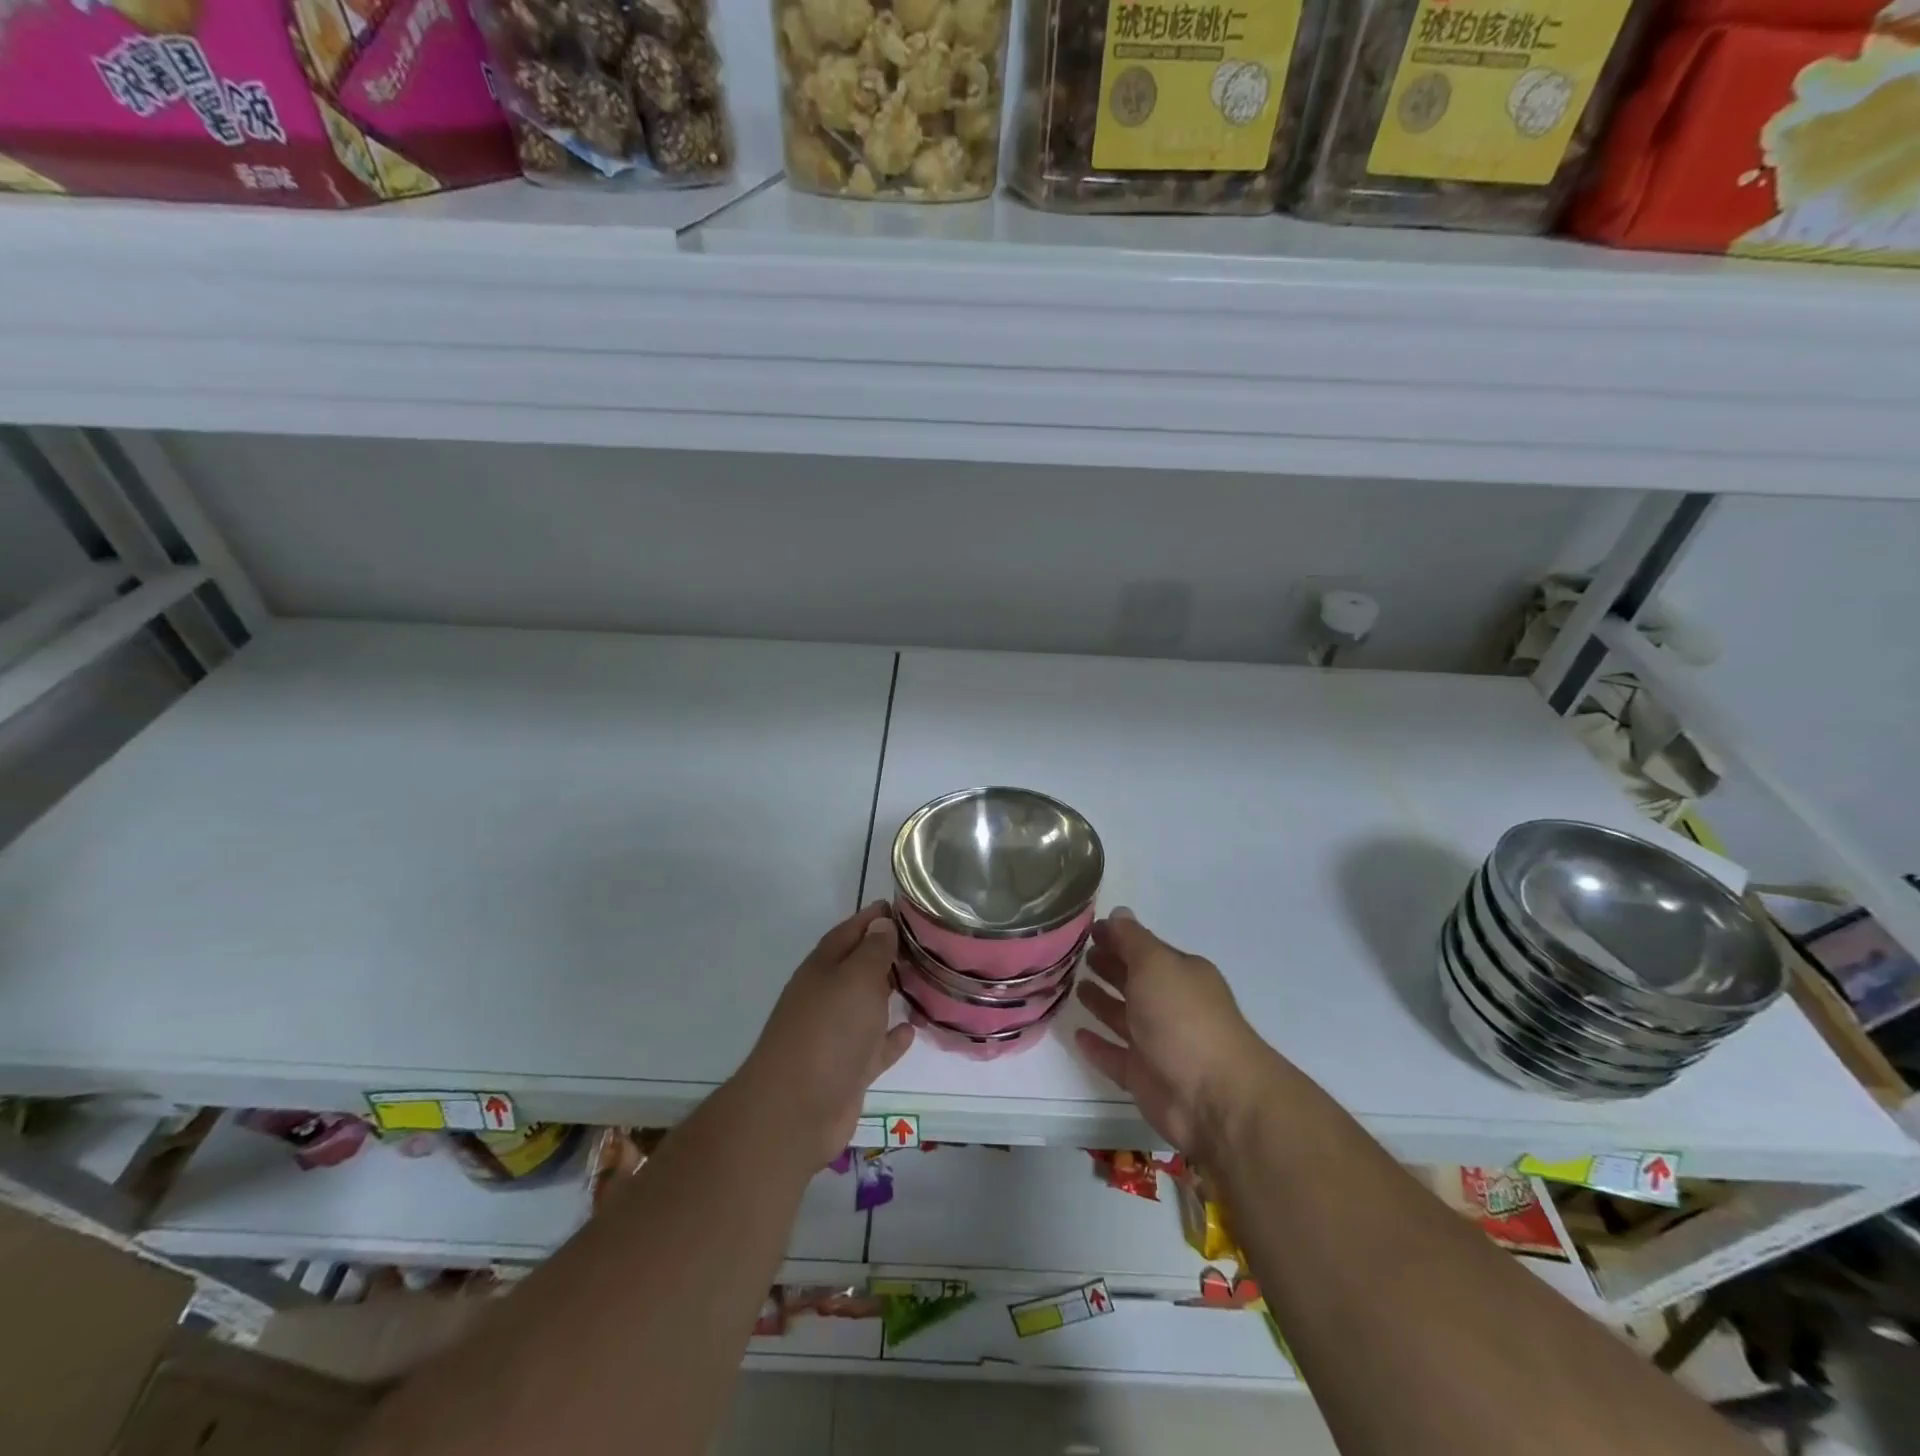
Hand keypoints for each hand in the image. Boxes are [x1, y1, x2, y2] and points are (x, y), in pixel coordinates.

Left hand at [739, 902, 914, 1165]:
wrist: (796, 1110)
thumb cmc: (828, 1031)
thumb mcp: (856, 979)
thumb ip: (873, 951)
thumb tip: (881, 922)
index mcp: (824, 968)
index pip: (850, 931)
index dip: (873, 918)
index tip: (902, 906)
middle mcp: (827, 997)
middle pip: (859, 967)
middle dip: (886, 953)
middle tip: (925, 943)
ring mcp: (836, 1035)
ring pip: (868, 1006)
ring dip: (891, 993)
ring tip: (925, 981)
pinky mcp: (848, 1070)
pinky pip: (875, 1046)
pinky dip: (892, 1037)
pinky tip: (913, 1030)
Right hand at [1074, 908, 1274, 1157]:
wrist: (1213, 1097)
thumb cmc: (1183, 1018)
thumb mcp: (1156, 964)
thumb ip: (1132, 939)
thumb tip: (1118, 912)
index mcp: (1180, 974)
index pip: (1144, 949)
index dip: (1118, 937)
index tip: (1087, 930)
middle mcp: (1171, 1005)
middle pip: (1134, 980)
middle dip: (1110, 966)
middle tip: (1077, 955)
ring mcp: (1158, 1043)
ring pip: (1123, 1017)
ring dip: (1102, 1002)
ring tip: (1075, 987)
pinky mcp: (1144, 1077)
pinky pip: (1115, 1056)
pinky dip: (1098, 1046)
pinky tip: (1077, 1035)